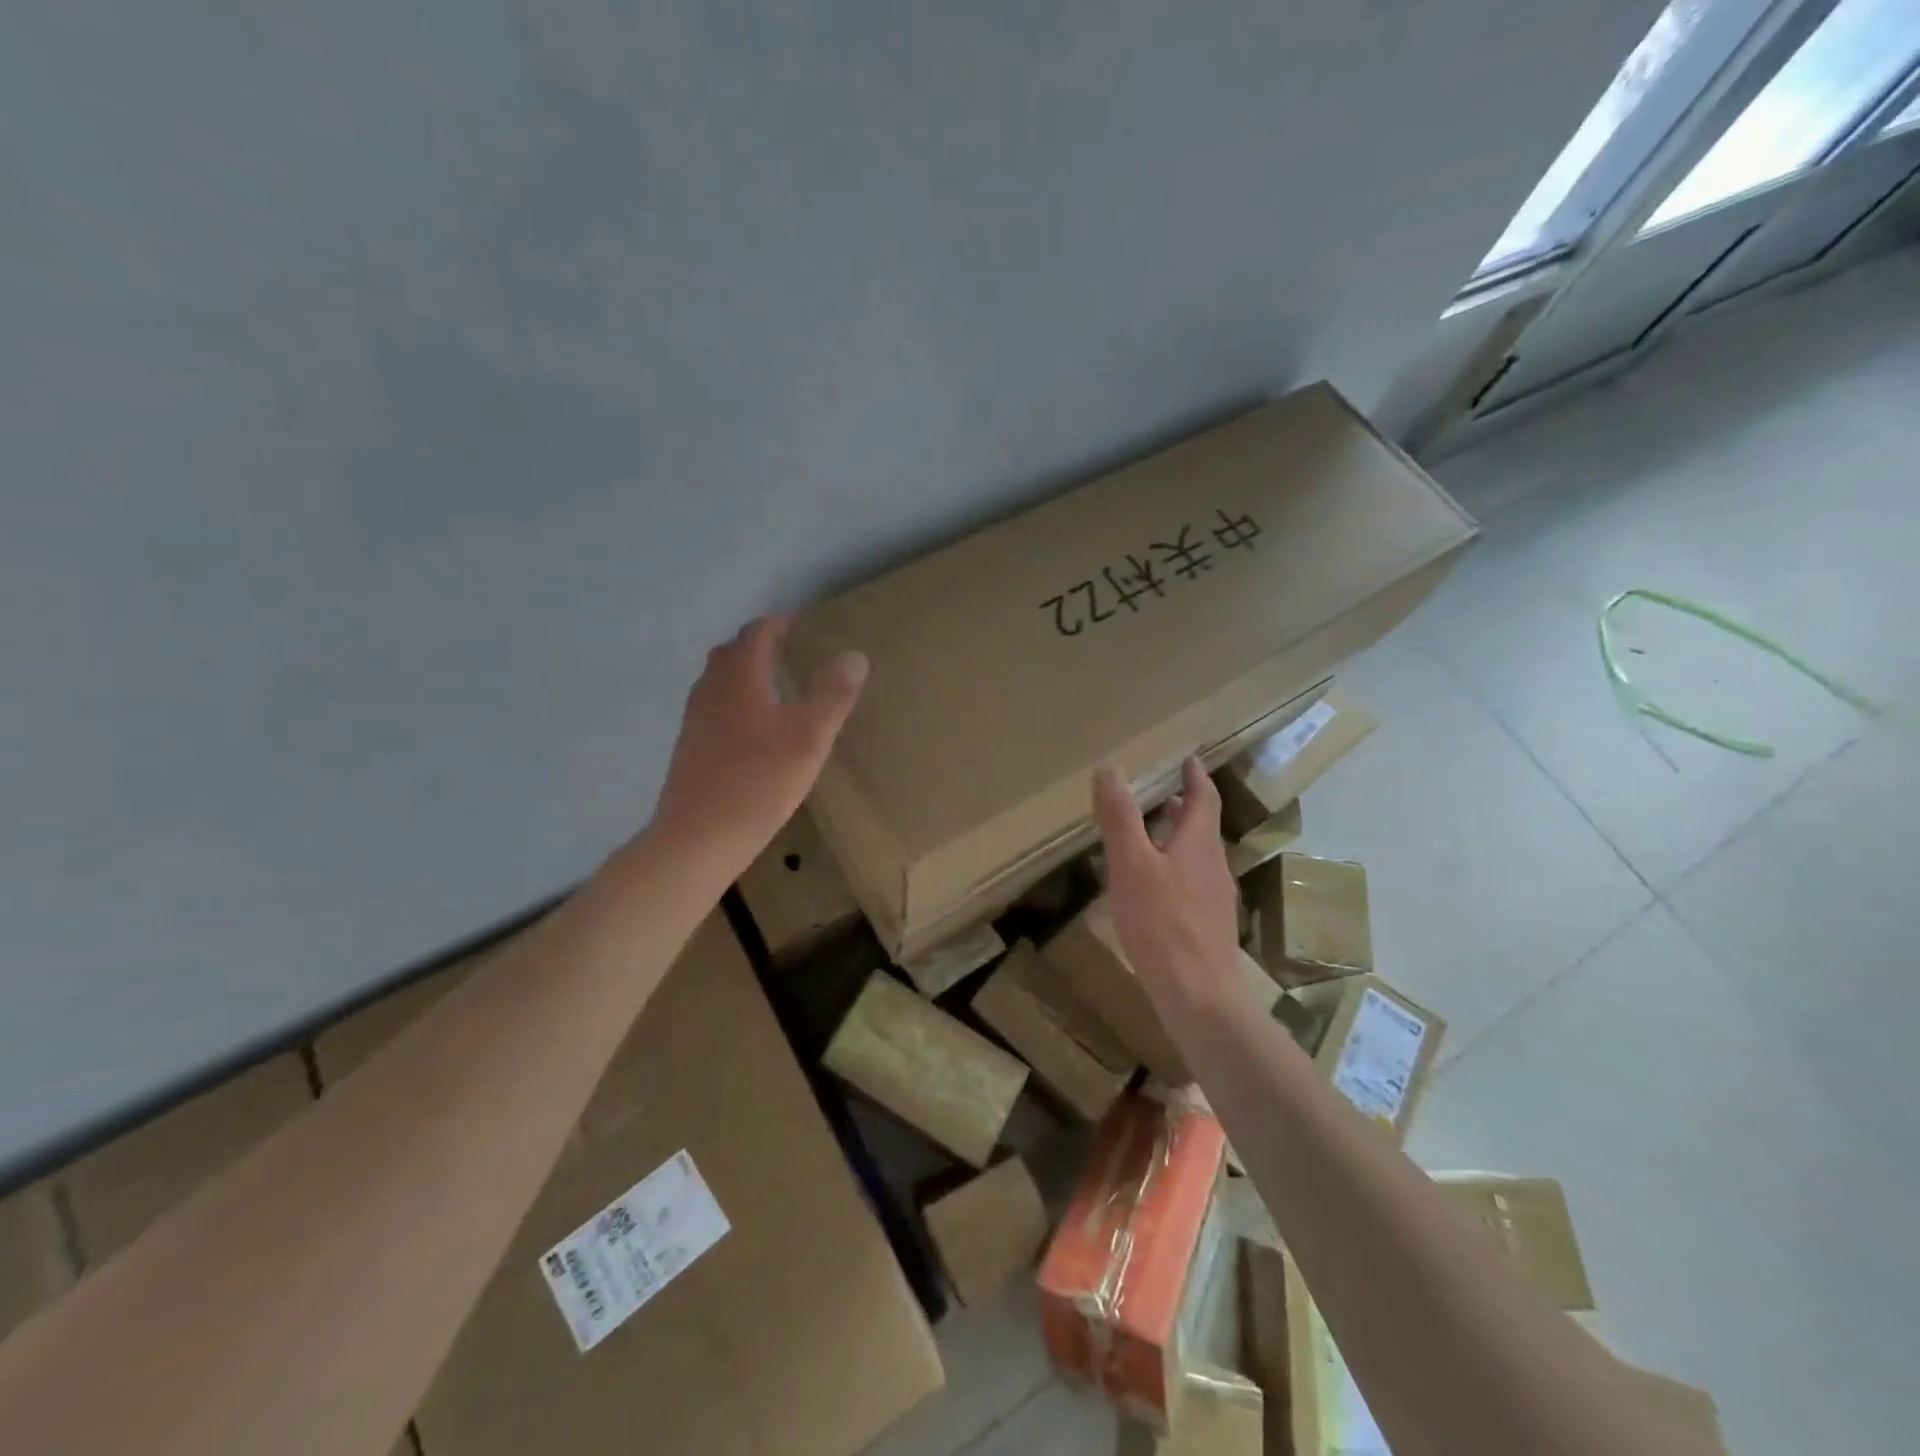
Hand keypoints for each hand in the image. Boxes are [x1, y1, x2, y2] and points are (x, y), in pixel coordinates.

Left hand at [651, 616, 867, 871]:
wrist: (700, 837)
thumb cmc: (759, 781)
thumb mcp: (810, 737)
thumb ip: (833, 694)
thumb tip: (854, 654)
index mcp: (738, 678)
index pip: (755, 634)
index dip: (778, 624)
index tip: (800, 625)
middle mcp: (710, 690)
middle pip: (730, 653)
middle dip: (758, 645)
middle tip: (787, 651)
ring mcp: (695, 720)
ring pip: (718, 680)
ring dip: (743, 672)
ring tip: (773, 685)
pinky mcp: (690, 747)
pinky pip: (713, 707)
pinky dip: (734, 700)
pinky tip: (753, 728)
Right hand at [1092, 758, 1243, 1017]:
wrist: (1198, 994)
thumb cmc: (1161, 922)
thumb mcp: (1131, 863)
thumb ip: (1120, 817)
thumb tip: (1111, 769)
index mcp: (1198, 842)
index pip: (1204, 797)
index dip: (1195, 776)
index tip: (1187, 759)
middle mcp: (1214, 864)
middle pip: (1202, 827)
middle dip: (1184, 807)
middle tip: (1161, 793)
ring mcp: (1215, 897)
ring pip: (1198, 856)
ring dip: (1179, 838)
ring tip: (1153, 836)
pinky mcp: (1209, 926)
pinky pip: (1194, 883)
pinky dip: (1176, 868)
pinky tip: (1155, 889)